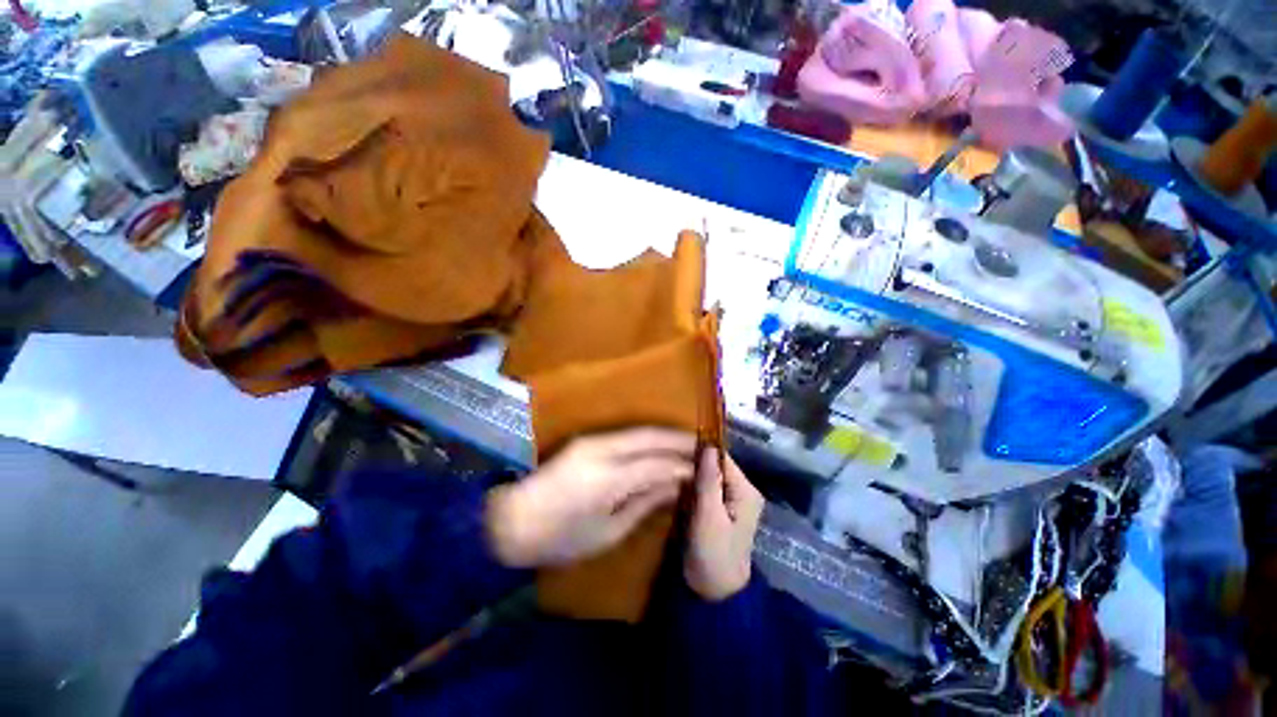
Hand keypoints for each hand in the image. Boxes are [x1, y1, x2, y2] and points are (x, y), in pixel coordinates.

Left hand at [486, 428, 695, 567]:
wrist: (511, 520)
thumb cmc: (560, 538)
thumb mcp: (607, 531)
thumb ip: (644, 503)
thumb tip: (674, 485)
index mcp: (608, 478)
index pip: (656, 464)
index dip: (681, 466)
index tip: (702, 469)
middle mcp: (602, 450)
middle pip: (649, 437)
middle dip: (678, 439)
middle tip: (703, 444)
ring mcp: (592, 440)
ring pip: (638, 431)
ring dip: (664, 435)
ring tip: (687, 442)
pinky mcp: (586, 440)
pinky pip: (625, 434)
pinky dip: (647, 437)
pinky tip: (659, 443)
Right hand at [685, 448, 763, 600]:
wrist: (714, 593)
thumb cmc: (713, 555)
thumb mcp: (708, 516)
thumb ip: (709, 480)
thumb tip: (708, 445)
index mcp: (746, 491)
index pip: (723, 458)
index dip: (701, 452)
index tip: (676, 451)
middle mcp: (744, 491)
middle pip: (717, 466)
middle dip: (695, 465)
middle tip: (670, 466)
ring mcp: (733, 500)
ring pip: (710, 477)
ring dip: (692, 476)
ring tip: (671, 476)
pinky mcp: (722, 509)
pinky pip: (707, 489)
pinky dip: (693, 487)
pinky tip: (679, 490)